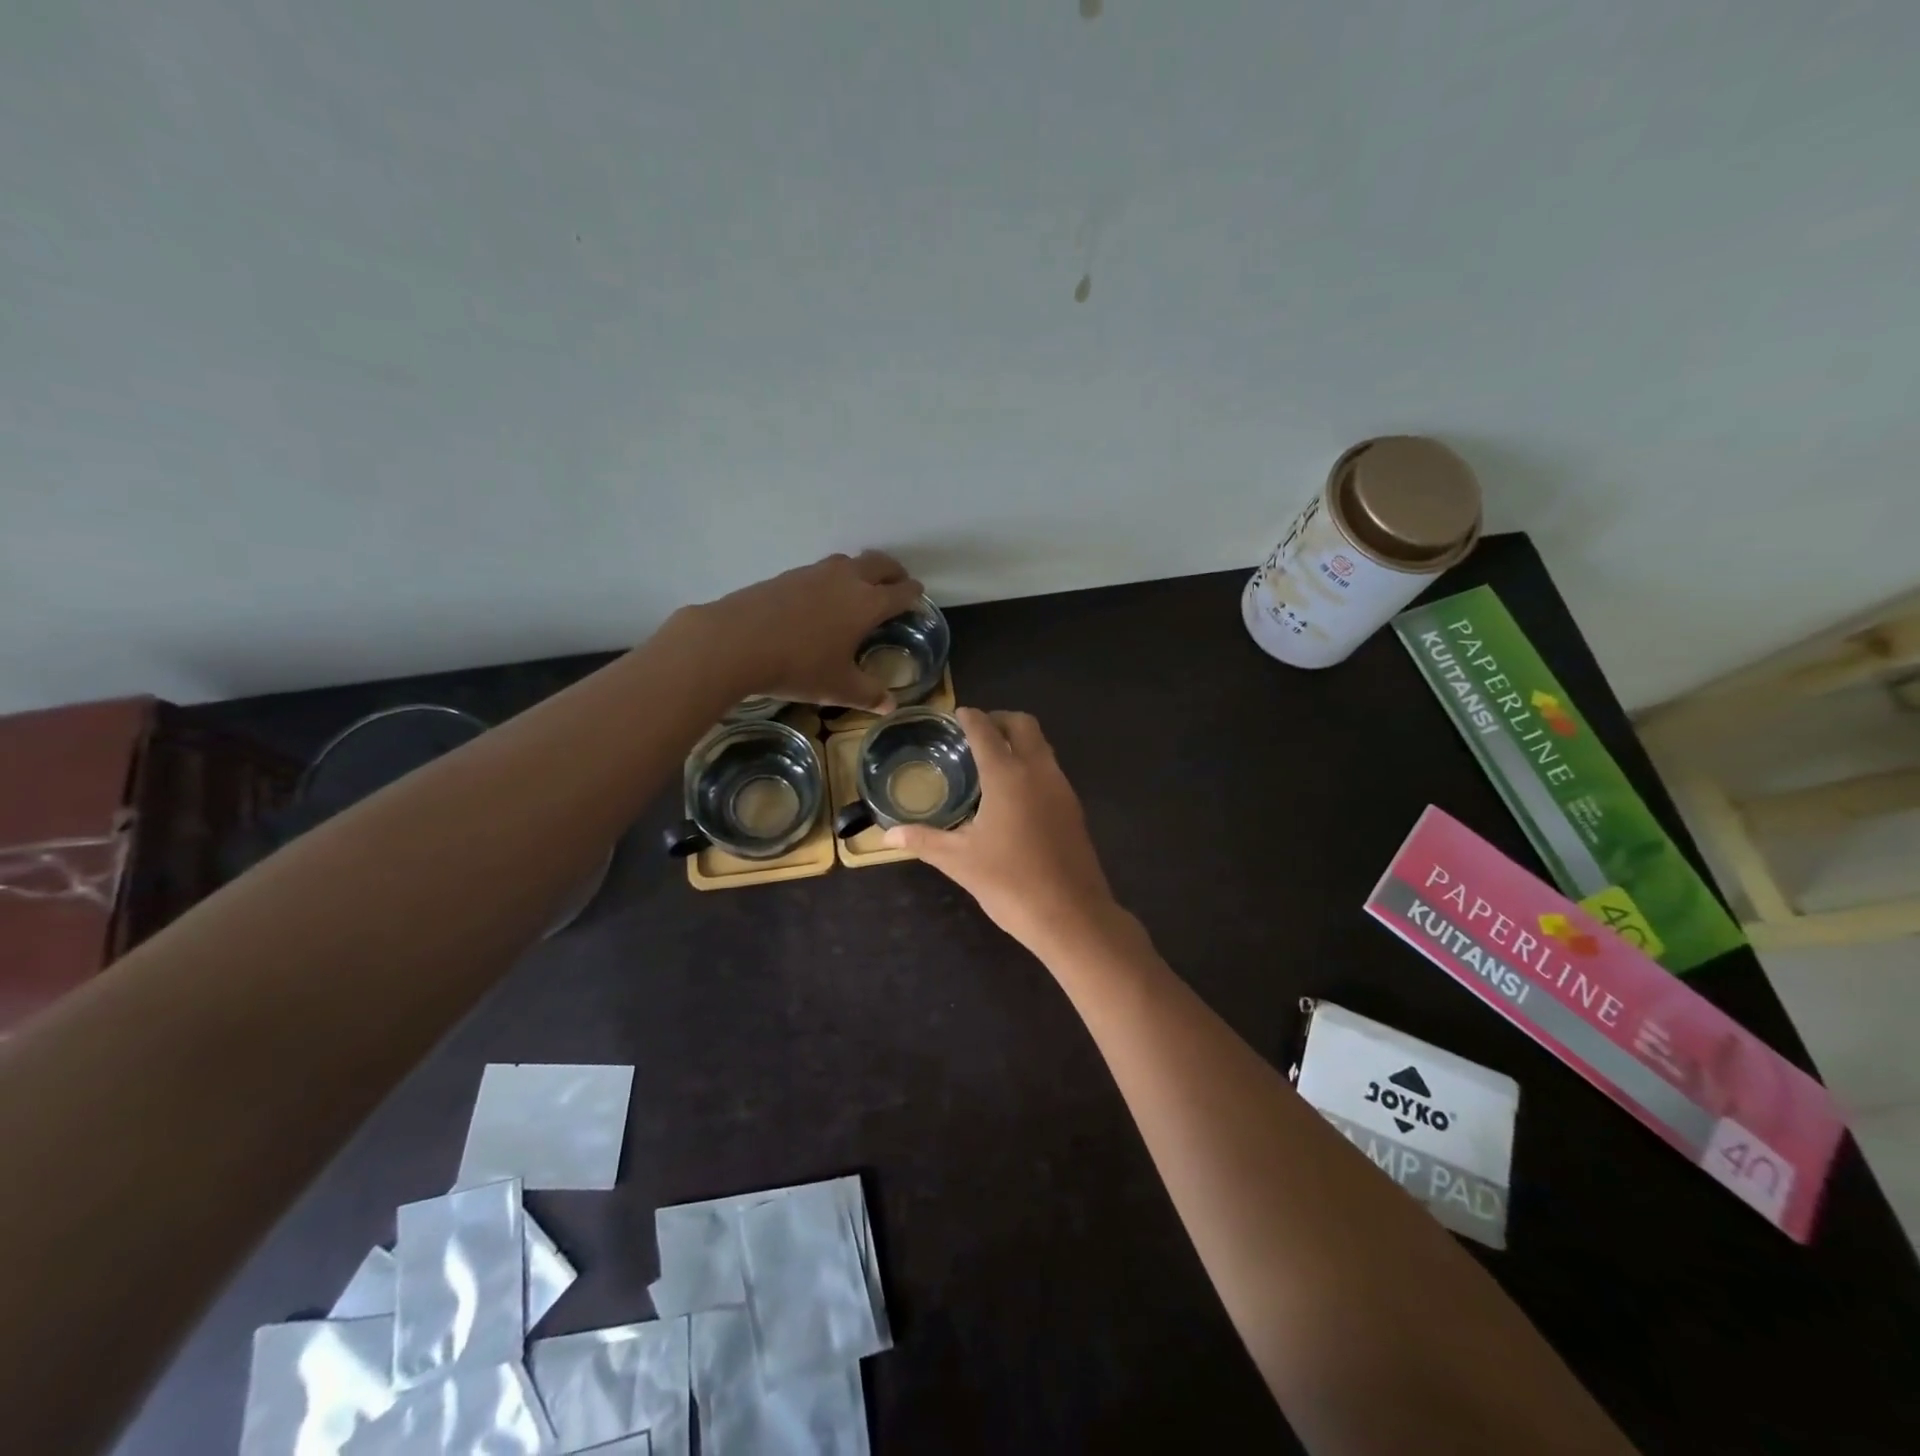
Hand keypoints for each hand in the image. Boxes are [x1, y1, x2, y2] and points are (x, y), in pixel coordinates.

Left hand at [685, 551, 924, 710]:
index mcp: (867, 604)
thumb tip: (890, 706)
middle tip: (897, 583)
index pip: (900, 592)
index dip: (913, 594)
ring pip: (848, 561)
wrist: (736, 642)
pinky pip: (820, 571)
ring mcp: (814, 574)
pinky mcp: (787, 575)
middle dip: (893, 572)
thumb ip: (868, 694)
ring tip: (860, 587)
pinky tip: (820, 599)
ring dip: (861, 570)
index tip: (918, 595)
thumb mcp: (838, 688)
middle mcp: (846, 580)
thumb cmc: (798, 666)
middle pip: (879, 564)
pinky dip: (831, 578)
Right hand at [884, 709, 1123, 958]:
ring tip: (993, 760)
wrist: (1072, 915)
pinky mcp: (1074, 808)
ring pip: (1042, 745)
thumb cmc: (1010, 883)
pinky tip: (1015, 793)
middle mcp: (1038, 771)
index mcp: (1007, 775)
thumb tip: (887, 835)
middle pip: (1023, 724)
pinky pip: (1051, 769)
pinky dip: (1032, 764)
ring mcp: (1062, 788)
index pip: (986, 731)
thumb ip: (923, 841)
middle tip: (976, 732)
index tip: (958, 714)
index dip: (970, 718)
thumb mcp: (959, 861)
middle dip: (999, 720)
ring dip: (1019, 741)